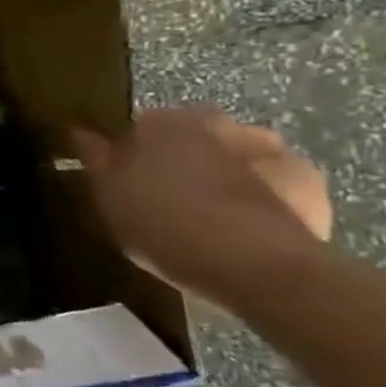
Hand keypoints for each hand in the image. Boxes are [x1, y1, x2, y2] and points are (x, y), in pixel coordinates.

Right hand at [71, 108, 331, 299]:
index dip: (126, 153)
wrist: (257, 266)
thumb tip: (78, 130)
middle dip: (178, 158)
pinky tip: (249, 225)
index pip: (133, 127)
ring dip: (222, 173)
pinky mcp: (307, 179)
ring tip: (210, 214)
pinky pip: (272, 182)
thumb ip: (95, 158)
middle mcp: (213, 122)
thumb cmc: (164, 226)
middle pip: (187, 137)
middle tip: (166, 199)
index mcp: (160, 121)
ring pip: (231, 155)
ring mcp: (265, 147)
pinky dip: (262, 195)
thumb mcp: (109, 197)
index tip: (122, 180)